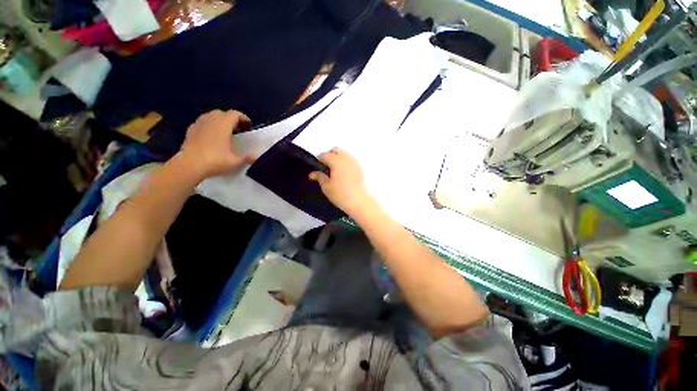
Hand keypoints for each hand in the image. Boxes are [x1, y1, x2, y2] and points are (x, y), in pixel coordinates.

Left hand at [178, 110, 254, 178]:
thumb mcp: (235, 162)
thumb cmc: (216, 160)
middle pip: (222, 113)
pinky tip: (210, 137)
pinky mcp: (190, 130)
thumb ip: (246, 158)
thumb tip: (255, 157)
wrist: (190, 165)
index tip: (248, 126)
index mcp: (223, 124)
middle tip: (237, 130)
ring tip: (224, 133)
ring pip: (210, 116)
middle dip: (231, 119)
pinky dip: (208, 126)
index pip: (235, 114)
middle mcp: (211, 120)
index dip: (243, 118)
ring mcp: (199, 124)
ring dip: (219, 122)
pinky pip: (202, 123)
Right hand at [309, 148, 375, 216]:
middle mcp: (346, 158)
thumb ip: (319, 177)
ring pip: (343, 154)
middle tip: (326, 168)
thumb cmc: (340, 194)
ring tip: (334, 171)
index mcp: (336, 161)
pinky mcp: (359, 167)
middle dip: (329, 156)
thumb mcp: (326, 186)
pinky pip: (350, 160)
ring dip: (337, 158)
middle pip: (335, 150)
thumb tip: (312, 174)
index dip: (319, 161)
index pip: (324, 155)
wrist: (358, 201)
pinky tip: (343, 173)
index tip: (317, 168)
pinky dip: (345, 162)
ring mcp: (354, 162)